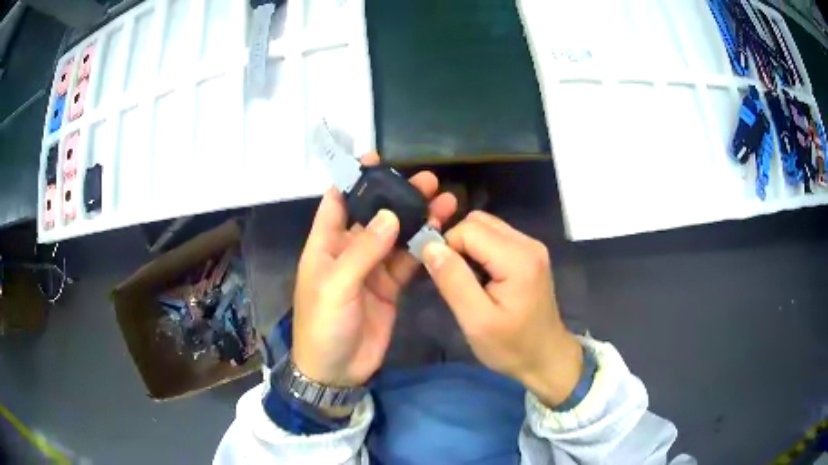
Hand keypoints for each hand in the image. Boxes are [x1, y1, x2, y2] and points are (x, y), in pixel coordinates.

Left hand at [293, 153, 456, 389]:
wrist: (337, 370)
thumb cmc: (324, 325)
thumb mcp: (336, 286)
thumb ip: (363, 251)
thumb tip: (390, 216)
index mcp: (325, 245)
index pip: (337, 201)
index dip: (353, 178)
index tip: (376, 158)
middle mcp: (348, 251)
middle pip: (374, 215)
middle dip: (397, 196)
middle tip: (426, 180)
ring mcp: (371, 269)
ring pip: (395, 236)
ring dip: (416, 219)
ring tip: (444, 201)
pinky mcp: (389, 286)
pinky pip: (407, 261)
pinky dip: (422, 246)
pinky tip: (440, 232)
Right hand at [421, 211, 582, 407]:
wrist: (546, 358)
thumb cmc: (512, 347)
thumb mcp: (476, 321)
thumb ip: (453, 280)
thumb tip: (430, 246)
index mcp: (518, 258)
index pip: (469, 229)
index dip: (447, 247)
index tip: (442, 277)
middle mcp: (528, 243)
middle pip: (478, 221)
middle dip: (456, 243)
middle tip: (452, 278)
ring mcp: (531, 246)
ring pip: (486, 227)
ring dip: (467, 247)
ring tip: (466, 280)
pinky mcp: (529, 254)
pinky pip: (495, 238)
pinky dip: (479, 251)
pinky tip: (480, 278)